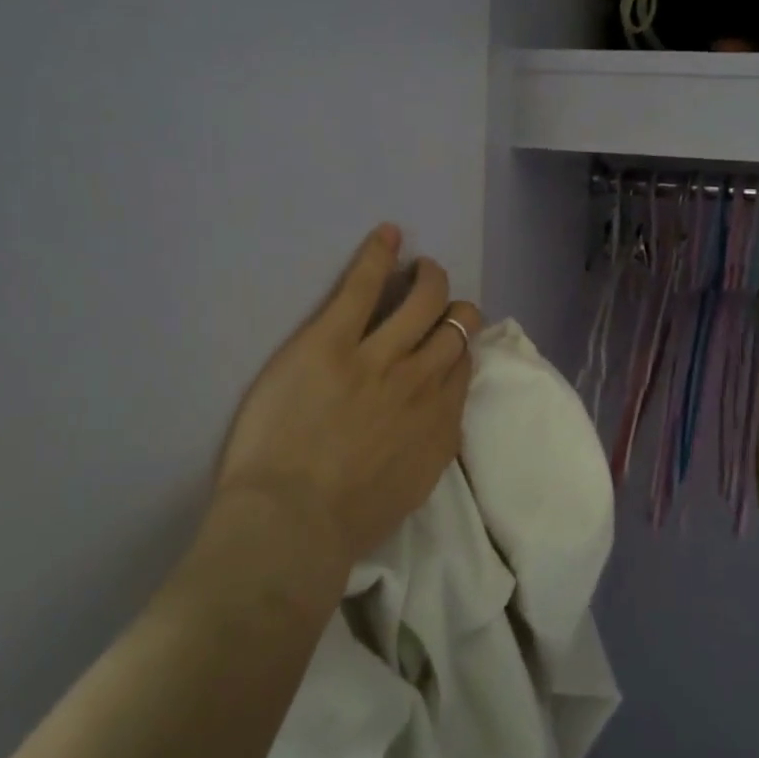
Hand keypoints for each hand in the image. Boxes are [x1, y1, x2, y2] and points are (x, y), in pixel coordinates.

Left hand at [214, 225, 482, 570]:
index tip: (446, 344)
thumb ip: (431, 446)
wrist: (294, 523)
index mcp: (441, 423)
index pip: (464, 366)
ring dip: (428, 278)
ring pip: (424, 299)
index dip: (458, 347)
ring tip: (422, 267)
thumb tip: (435, 418)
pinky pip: (363, 286)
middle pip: (455, 326)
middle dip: (454, 308)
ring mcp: (380, 356)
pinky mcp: (333, 340)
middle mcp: (423, 381)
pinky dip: (379, 255)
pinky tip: (388, 234)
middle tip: (438, 301)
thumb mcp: (412, 490)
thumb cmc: (347, 522)